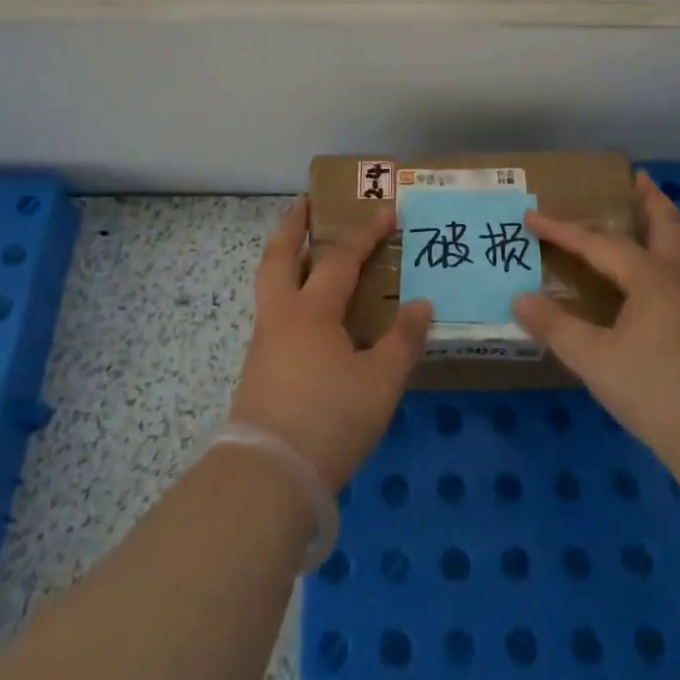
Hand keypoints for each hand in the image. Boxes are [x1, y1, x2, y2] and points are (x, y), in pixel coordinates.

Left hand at [229, 198, 432, 491]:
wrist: (268, 475)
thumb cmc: (330, 419)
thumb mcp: (380, 382)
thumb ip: (402, 340)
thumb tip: (422, 304)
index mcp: (312, 311)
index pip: (341, 259)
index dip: (366, 233)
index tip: (387, 211)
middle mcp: (281, 316)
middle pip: (279, 256)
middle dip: (293, 225)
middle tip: (305, 203)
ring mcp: (264, 342)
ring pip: (269, 284)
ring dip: (285, 257)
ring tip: (305, 252)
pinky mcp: (258, 369)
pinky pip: (273, 312)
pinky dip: (287, 293)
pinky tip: (306, 314)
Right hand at [512, 171, 679, 464]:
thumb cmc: (657, 390)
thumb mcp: (595, 360)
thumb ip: (556, 327)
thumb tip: (519, 298)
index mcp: (652, 277)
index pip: (599, 243)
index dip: (563, 229)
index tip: (532, 215)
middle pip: (666, 226)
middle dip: (650, 201)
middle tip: (637, 179)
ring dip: (665, 226)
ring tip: (651, 217)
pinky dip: (670, 255)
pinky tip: (658, 279)